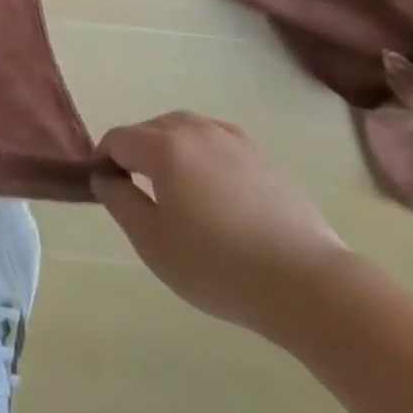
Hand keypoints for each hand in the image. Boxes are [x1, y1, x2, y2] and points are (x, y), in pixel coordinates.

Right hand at [93, 112, 353, 335]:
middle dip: (136, 154)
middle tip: (141, 196)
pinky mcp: (260, 154)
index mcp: (163, 146)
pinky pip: (215, 141)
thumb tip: (104, 175)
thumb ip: (119, 201)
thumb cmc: (220, 266)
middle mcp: (194, 129)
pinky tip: (214, 190)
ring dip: (170, 151)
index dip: (104, 160)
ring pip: (184, 131)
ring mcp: (231, 138)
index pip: (118, 139)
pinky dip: (202, 156)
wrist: (308, 283)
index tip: (107, 190)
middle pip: (149, 129)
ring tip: (178, 193)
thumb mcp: (153, 243)